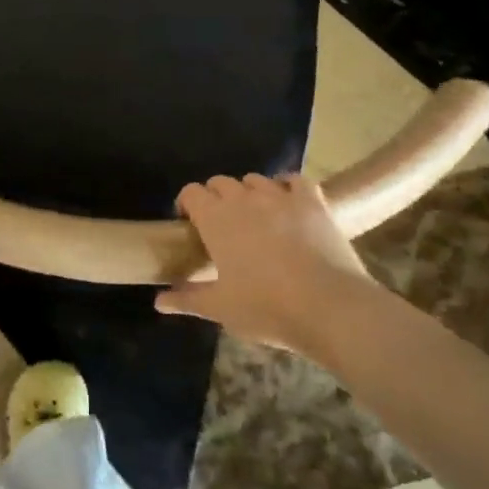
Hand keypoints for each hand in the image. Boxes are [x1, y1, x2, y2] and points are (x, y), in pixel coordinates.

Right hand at [158, 174, 370, 349]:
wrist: (330, 307)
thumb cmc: (267, 308)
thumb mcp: (221, 308)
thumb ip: (187, 299)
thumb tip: (158, 301)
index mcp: (216, 219)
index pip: (191, 192)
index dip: (187, 203)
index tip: (189, 224)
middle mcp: (244, 198)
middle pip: (220, 182)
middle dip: (216, 197)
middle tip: (222, 226)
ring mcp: (280, 196)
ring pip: (255, 179)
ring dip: (249, 192)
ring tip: (255, 216)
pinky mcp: (312, 201)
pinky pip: (294, 180)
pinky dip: (287, 186)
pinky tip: (288, 202)